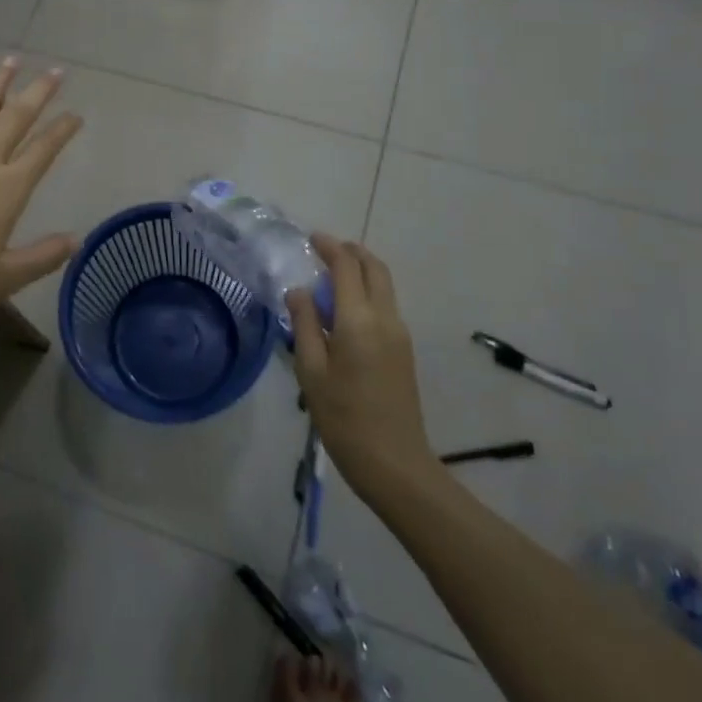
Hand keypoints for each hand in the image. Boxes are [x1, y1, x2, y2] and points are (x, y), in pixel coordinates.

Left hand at [0, 59, 82, 316]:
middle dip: (38, 93)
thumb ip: (45, 255)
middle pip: (15, 119)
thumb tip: (78, 239)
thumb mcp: (8, 275)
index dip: (62, 130)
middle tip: (55, 71)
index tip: (76, 115)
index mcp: (7, 188)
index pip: (43, 151)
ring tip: (10, 61)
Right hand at [286, 234, 444, 503]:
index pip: (346, 267)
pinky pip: (385, 305)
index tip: (311, 238)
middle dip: (351, 252)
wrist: (395, 463)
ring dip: (361, 271)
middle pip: (375, 269)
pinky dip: (367, 292)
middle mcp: (385, 318)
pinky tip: (344, 310)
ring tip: (330, 277)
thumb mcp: (311, 371)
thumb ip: (304, 325)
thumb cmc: (344, 418)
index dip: (329, 247)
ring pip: (384, 286)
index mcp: (359, 320)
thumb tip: (298, 292)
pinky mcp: (404, 350)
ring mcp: (399, 334)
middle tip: (325, 249)